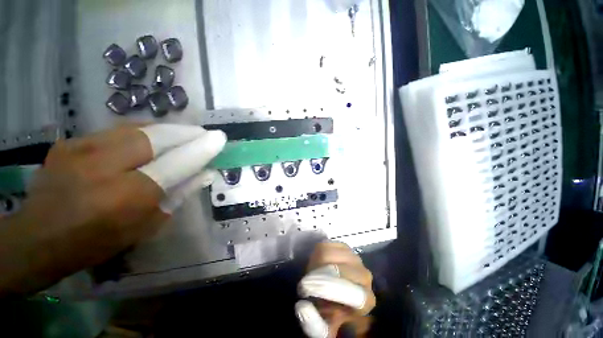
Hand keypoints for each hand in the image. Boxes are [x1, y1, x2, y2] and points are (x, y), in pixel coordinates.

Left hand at [0, 124, 225, 294]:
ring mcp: (82, 150)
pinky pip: (117, 130)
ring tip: (183, 134)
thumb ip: (179, 195)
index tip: (220, 138)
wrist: (38, 237)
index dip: (202, 148)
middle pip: (156, 138)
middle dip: (185, 133)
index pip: (176, 163)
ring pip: (137, 128)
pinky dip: (142, 132)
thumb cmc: (98, 241)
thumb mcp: (147, 225)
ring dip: (166, 130)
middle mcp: (104, 167)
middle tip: (203, 134)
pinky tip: (151, 138)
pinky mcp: (70, 142)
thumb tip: (206, 174)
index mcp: (127, 196)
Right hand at [296, 242, 374, 337]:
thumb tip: (302, 307)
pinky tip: (318, 260)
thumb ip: (313, 323)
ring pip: (330, 252)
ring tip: (312, 272)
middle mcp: (365, 276)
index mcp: (365, 300)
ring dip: (316, 262)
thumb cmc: (332, 313)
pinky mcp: (346, 247)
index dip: (326, 288)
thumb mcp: (323, 327)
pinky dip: (319, 251)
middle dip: (317, 274)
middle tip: (306, 281)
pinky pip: (328, 243)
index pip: (350, 292)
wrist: (339, 295)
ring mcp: (356, 258)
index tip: (305, 288)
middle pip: (337, 268)